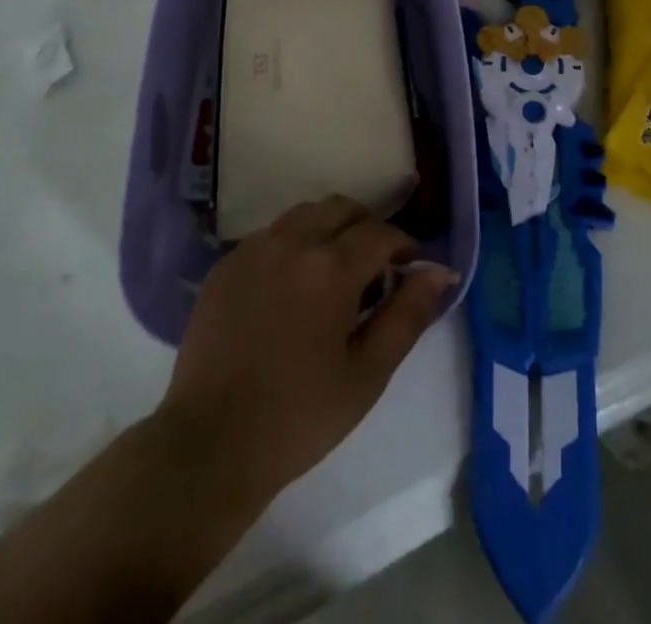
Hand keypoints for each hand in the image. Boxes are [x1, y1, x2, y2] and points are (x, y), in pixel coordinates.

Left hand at [156, 197, 454, 509]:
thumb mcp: (367, 374)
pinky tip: (291, 286)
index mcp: (330, 268)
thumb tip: (439, 271)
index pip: (379, 233)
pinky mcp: (225, 264)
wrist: (211, 442)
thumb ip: (408, 315)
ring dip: (328, 229)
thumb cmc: (300, 415)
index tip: (410, 268)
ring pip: (303, 214)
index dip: (403, 245)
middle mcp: (291, 242)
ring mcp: (253, 249)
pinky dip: (292, 244)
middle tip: (375, 267)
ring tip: (334, 273)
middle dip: (366, 227)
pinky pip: (269, 235)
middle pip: (341, 208)